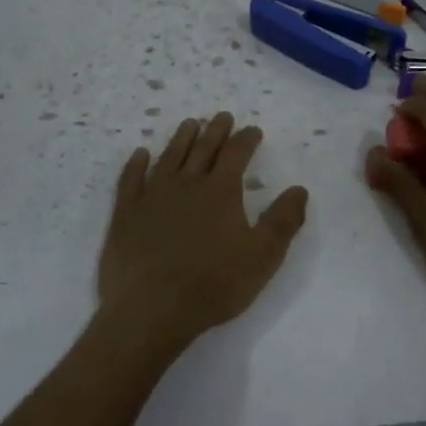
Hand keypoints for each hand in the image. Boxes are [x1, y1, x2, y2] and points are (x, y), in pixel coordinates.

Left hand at [97, 112, 309, 353]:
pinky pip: (131, 179)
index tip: (253, 130)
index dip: (246, 139)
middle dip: (216, 130)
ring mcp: (152, 195)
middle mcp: (187, 183)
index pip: (236, 153)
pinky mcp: (126, 212)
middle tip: (222, 116)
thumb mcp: (263, 256)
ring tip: (189, 124)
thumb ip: (283, 220)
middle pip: (203, 148)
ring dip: (181, 138)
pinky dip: (136, 163)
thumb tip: (299, 190)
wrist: (151, 309)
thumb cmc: (213, 284)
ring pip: (169, 156)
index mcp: (221, 191)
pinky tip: (140, 154)